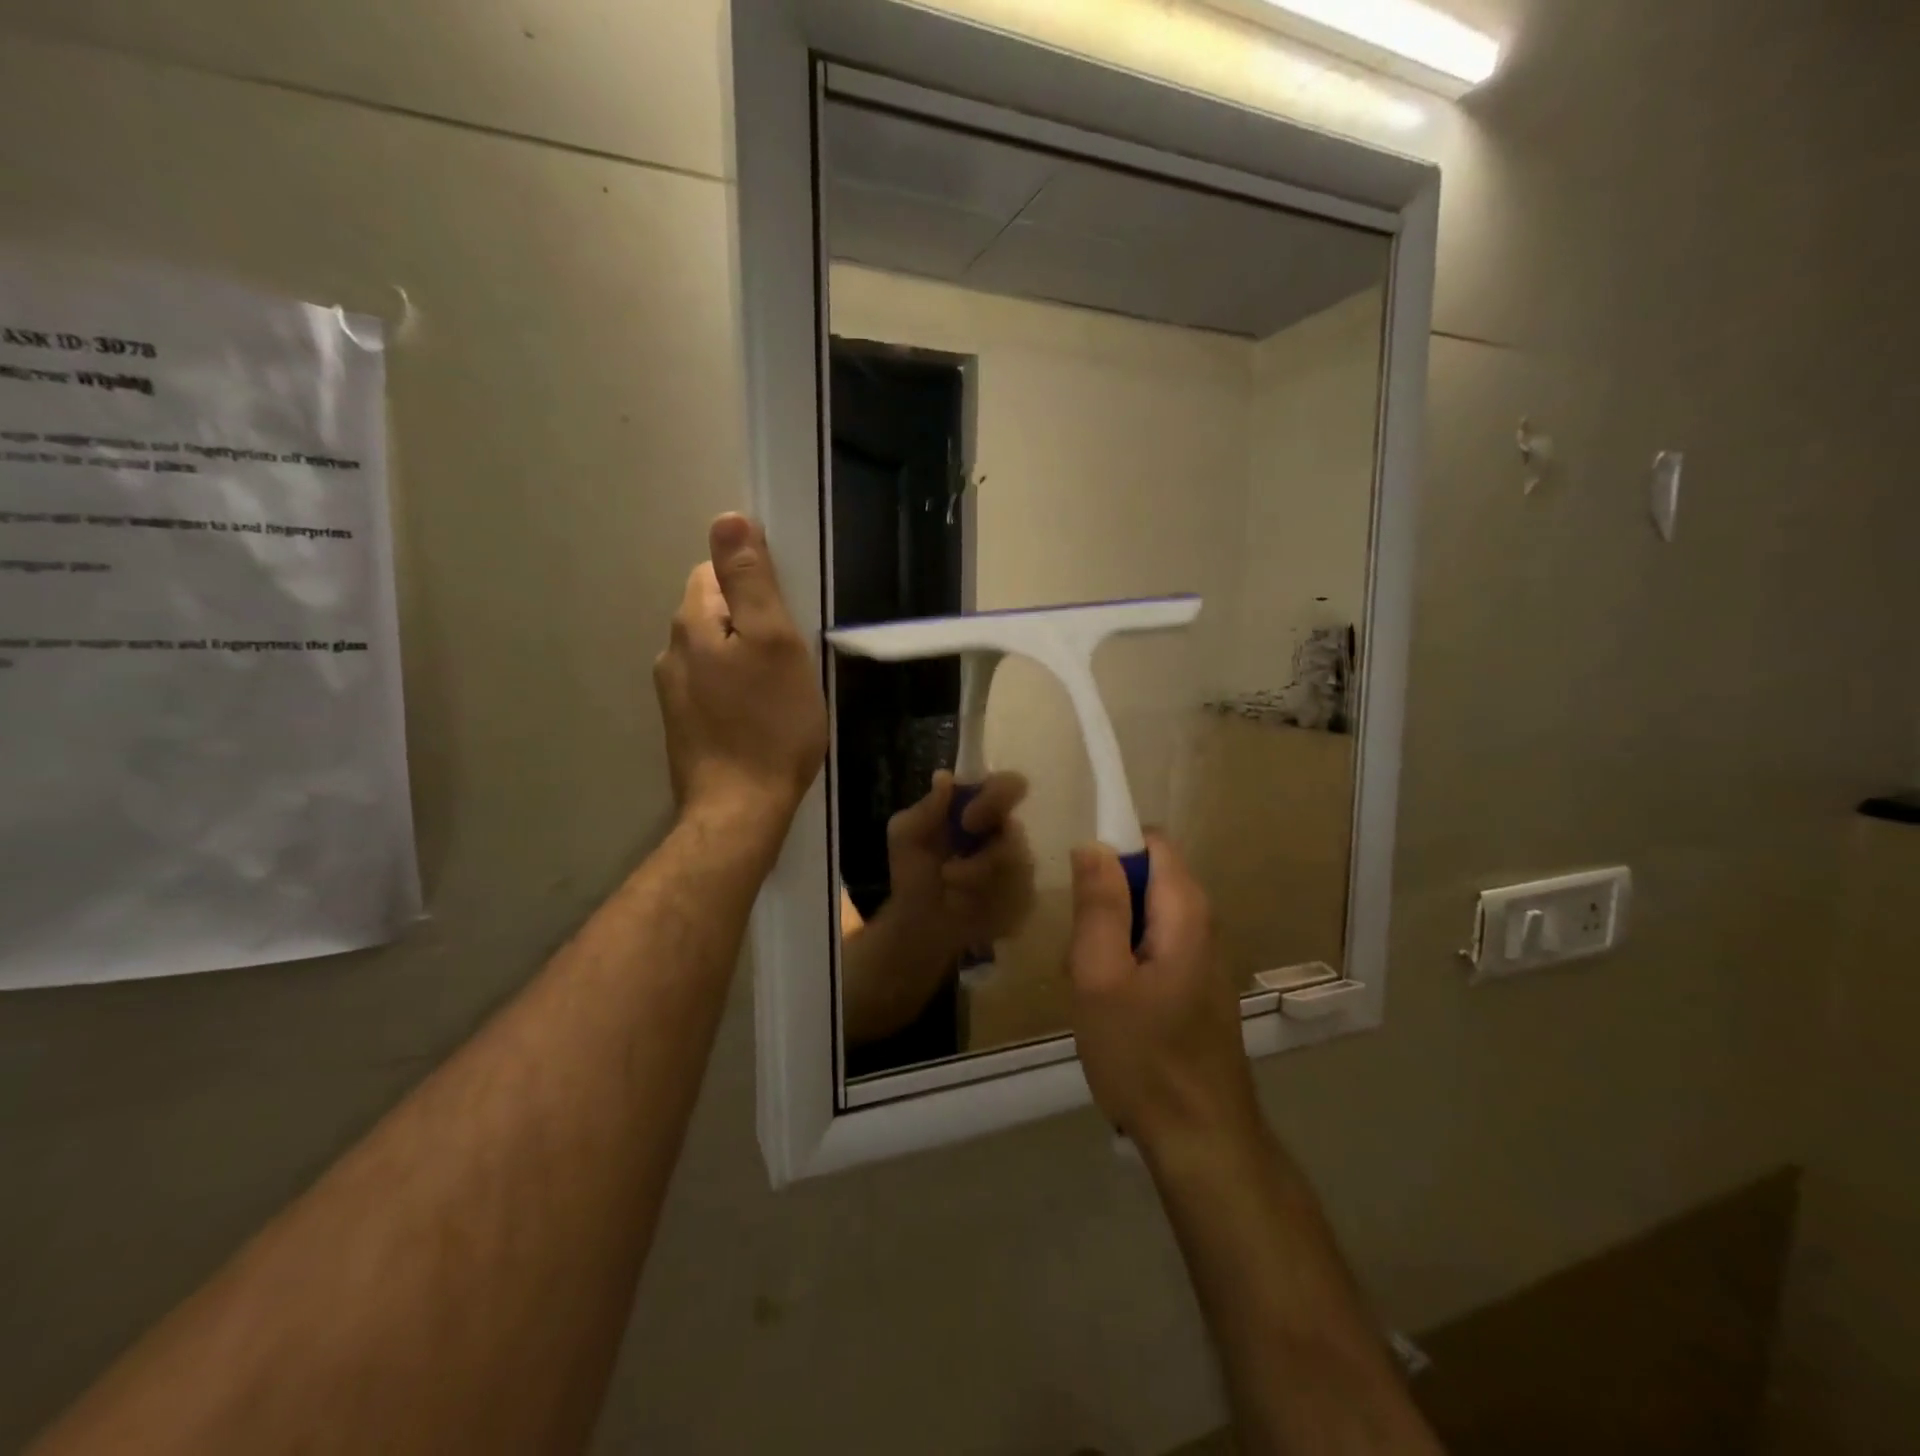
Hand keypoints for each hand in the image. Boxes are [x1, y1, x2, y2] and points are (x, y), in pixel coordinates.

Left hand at [653, 513, 826, 833]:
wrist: (740, 809)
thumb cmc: (770, 724)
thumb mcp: (774, 642)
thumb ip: (750, 580)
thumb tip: (727, 518)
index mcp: (692, 624)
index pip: (713, 572)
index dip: (753, 583)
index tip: (786, 615)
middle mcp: (672, 651)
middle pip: (712, 611)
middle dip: (749, 621)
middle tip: (790, 656)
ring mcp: (672, 693)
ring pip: (712, 651)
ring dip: (742, 657)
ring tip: (779, 688)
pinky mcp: (683, 725)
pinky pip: (711, 686)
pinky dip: (734, 688)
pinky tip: (758, 715)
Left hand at [883, 770, 1035, 958]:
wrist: (919, 924)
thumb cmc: (915, 873)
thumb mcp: (906, 835)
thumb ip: (925, 808)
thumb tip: (944, 777)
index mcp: (982, 809)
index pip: (1008, 786)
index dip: (997, 795)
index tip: (967, 817)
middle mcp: (1006, 834)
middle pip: (1017, 831)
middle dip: (986, 853)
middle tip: (952, 868)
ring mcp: (1020, 867)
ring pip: (1016, 866)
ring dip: (975, 877)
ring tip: (949, 884)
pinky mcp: (1024, 899)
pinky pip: (1019, 895)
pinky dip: (987, 900)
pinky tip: (968, 904)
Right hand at [1066, 834, 1258, 1156]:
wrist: (1201, 1139)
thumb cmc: (1143, 1055)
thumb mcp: (1101, 976)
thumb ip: (1098, 905)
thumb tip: (1093, 844)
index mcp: (1184, 910)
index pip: (1150, 840)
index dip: (1110, 849)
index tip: (1078, 891)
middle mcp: (1201, 923)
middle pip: (1144, 878)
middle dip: (1103, 902)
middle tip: (1079, 952)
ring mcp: (1200, 957)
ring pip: (1142, 917)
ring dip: (1107, 938)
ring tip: (1090, 986)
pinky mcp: (1193, 985)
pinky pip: (1151, 948)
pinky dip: (1123, 963)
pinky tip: (1110, 1008)